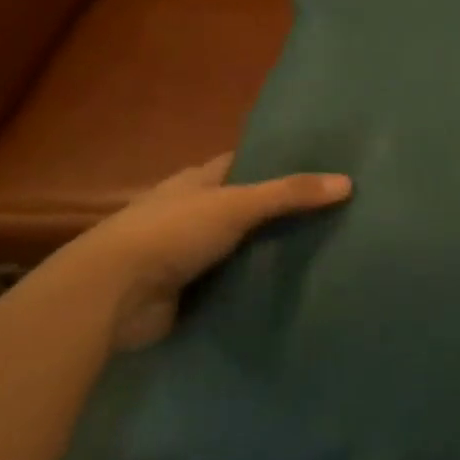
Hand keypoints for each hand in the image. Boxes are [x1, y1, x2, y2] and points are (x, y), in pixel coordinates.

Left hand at [59, 156, 351, 349]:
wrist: (112, 297)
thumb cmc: (171, 233)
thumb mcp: (237, 204)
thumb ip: (290, 194)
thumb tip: (347, 182)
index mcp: (195, 183)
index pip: (242, 164)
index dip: (275, 162)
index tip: (318, 166)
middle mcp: (190, 214)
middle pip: (244, 207)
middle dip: (280, 211)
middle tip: (333, 212)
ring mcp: (186, 255)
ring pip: (240, 248)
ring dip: (268, 252)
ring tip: (324, 250)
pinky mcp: (188, 292)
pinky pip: (233, 283)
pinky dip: (256, 285)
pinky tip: (291, 288)